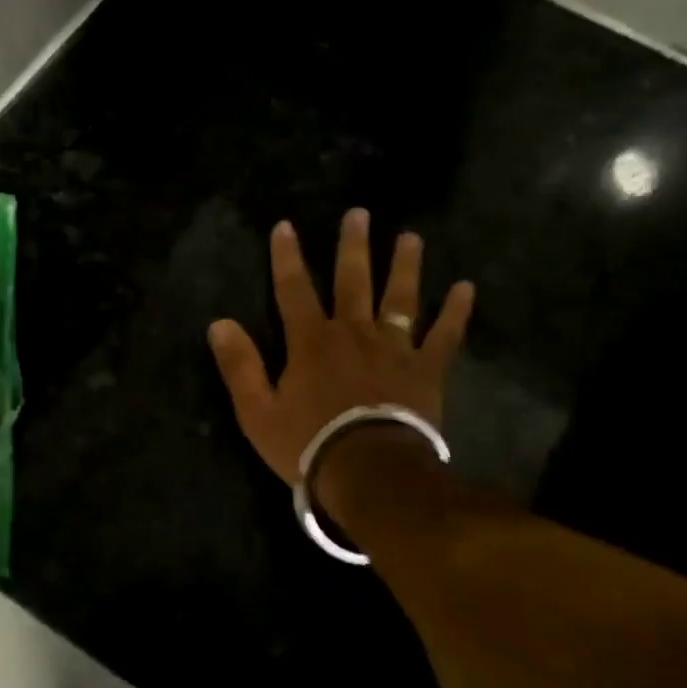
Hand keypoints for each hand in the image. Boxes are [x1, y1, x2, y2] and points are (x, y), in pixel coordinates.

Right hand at [207, 209, 473, 484]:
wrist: (369, 472)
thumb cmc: (308, 444)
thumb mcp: (257, 412)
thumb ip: (240, 366)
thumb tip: (219, 323)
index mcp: (311, 342)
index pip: (293, 289)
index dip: (287, 257)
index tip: (285, 226)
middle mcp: (353, 333)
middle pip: (352, 281)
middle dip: (353, 247)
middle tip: (359, 214)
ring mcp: (394, 348)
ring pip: (400, 298)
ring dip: (404, 266)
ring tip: (411, 237)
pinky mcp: (425, 370)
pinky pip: (444, 336)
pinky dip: (456, 312)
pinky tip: (466, 287)